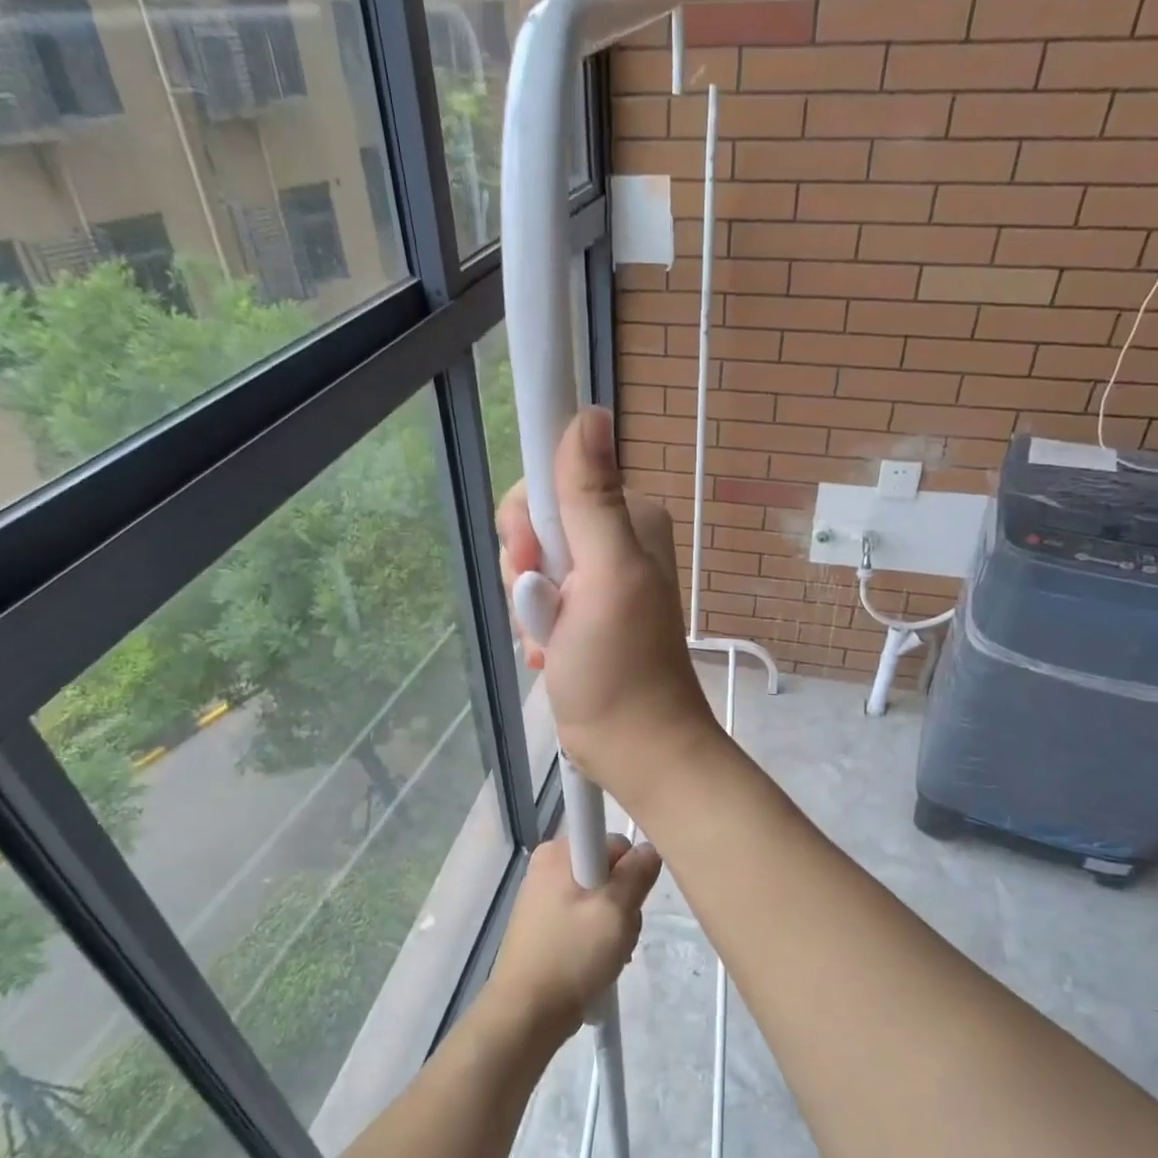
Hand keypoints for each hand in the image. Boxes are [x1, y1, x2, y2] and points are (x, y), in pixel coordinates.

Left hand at [483, 834, 661, 1043]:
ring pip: (600, 898)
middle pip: (609, 871)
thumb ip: (638, 874)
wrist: (526, 1013)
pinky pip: (585, 918)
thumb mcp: (616, 910)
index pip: (615, 842)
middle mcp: (548, 865)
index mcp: (559, 852)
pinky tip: (598, 962)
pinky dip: (598, 937)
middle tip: (620, 933)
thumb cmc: (572, 954)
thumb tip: (649, 849)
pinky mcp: (545, 924)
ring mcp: (544, 895)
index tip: (630, 899)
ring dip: (614, 925)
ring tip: (609, 954)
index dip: (630, 869)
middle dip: (624, 902)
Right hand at [496, 409, 718, 807]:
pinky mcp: (577, 612)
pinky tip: (551, 652)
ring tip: (553, 639)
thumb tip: (590, 412)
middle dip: (525, 569)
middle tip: (548, 609)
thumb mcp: (606, 576)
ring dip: (527, 605)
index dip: (529, 520)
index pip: (551, 479)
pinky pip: (532, 597)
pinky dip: (533, 626)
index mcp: (627, 518)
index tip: (535, 561)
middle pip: (532, 522)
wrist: (632, 745)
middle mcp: (611, 540)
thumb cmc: (620, 667)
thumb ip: (591, 498)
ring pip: (527, 563)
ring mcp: (593, 578)